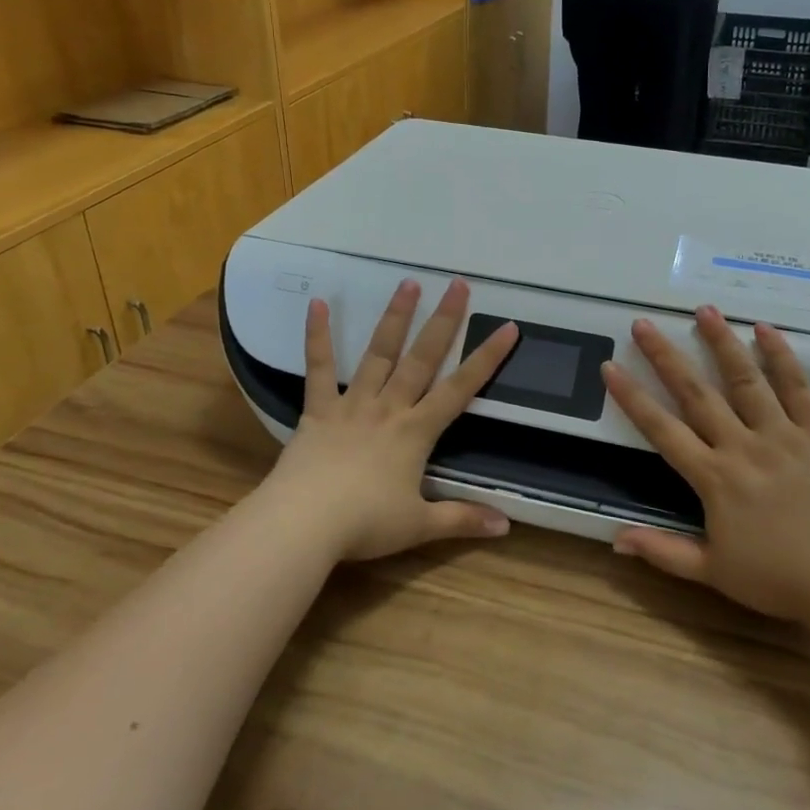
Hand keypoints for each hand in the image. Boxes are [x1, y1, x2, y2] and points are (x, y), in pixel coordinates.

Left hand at [261, 278, 519, 562]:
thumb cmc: (364, 525)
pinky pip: (318, 369)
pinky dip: (317, 336)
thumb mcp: (419, 526)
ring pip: (378, 354)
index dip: (486, 358)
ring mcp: (352, 404)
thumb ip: (462, 520)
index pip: (460, 389)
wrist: (303, 525)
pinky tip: (318, 303)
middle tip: (458, 284)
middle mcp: (389, 408)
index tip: (507, 328)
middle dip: (444, 320)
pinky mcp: (318, 410)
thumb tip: (506, 526)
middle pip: (422, 358)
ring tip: (408, 283)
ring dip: (395, 317)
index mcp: (416, 432)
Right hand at [602, 306, 809, 623]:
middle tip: (644, 324)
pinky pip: (799, 389)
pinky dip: (783, 358)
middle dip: (666, 356)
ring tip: (704, 310)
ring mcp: (782, 435)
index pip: (662, 429)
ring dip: (722, 343)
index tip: (610, 366)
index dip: (632, 398)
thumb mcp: (713, 572)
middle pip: (697, 393)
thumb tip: (615, 538)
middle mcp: (742, 446)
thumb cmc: (778, 579)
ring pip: (746, 380)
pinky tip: (767, 330)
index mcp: (714, 478)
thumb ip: (664, 551)